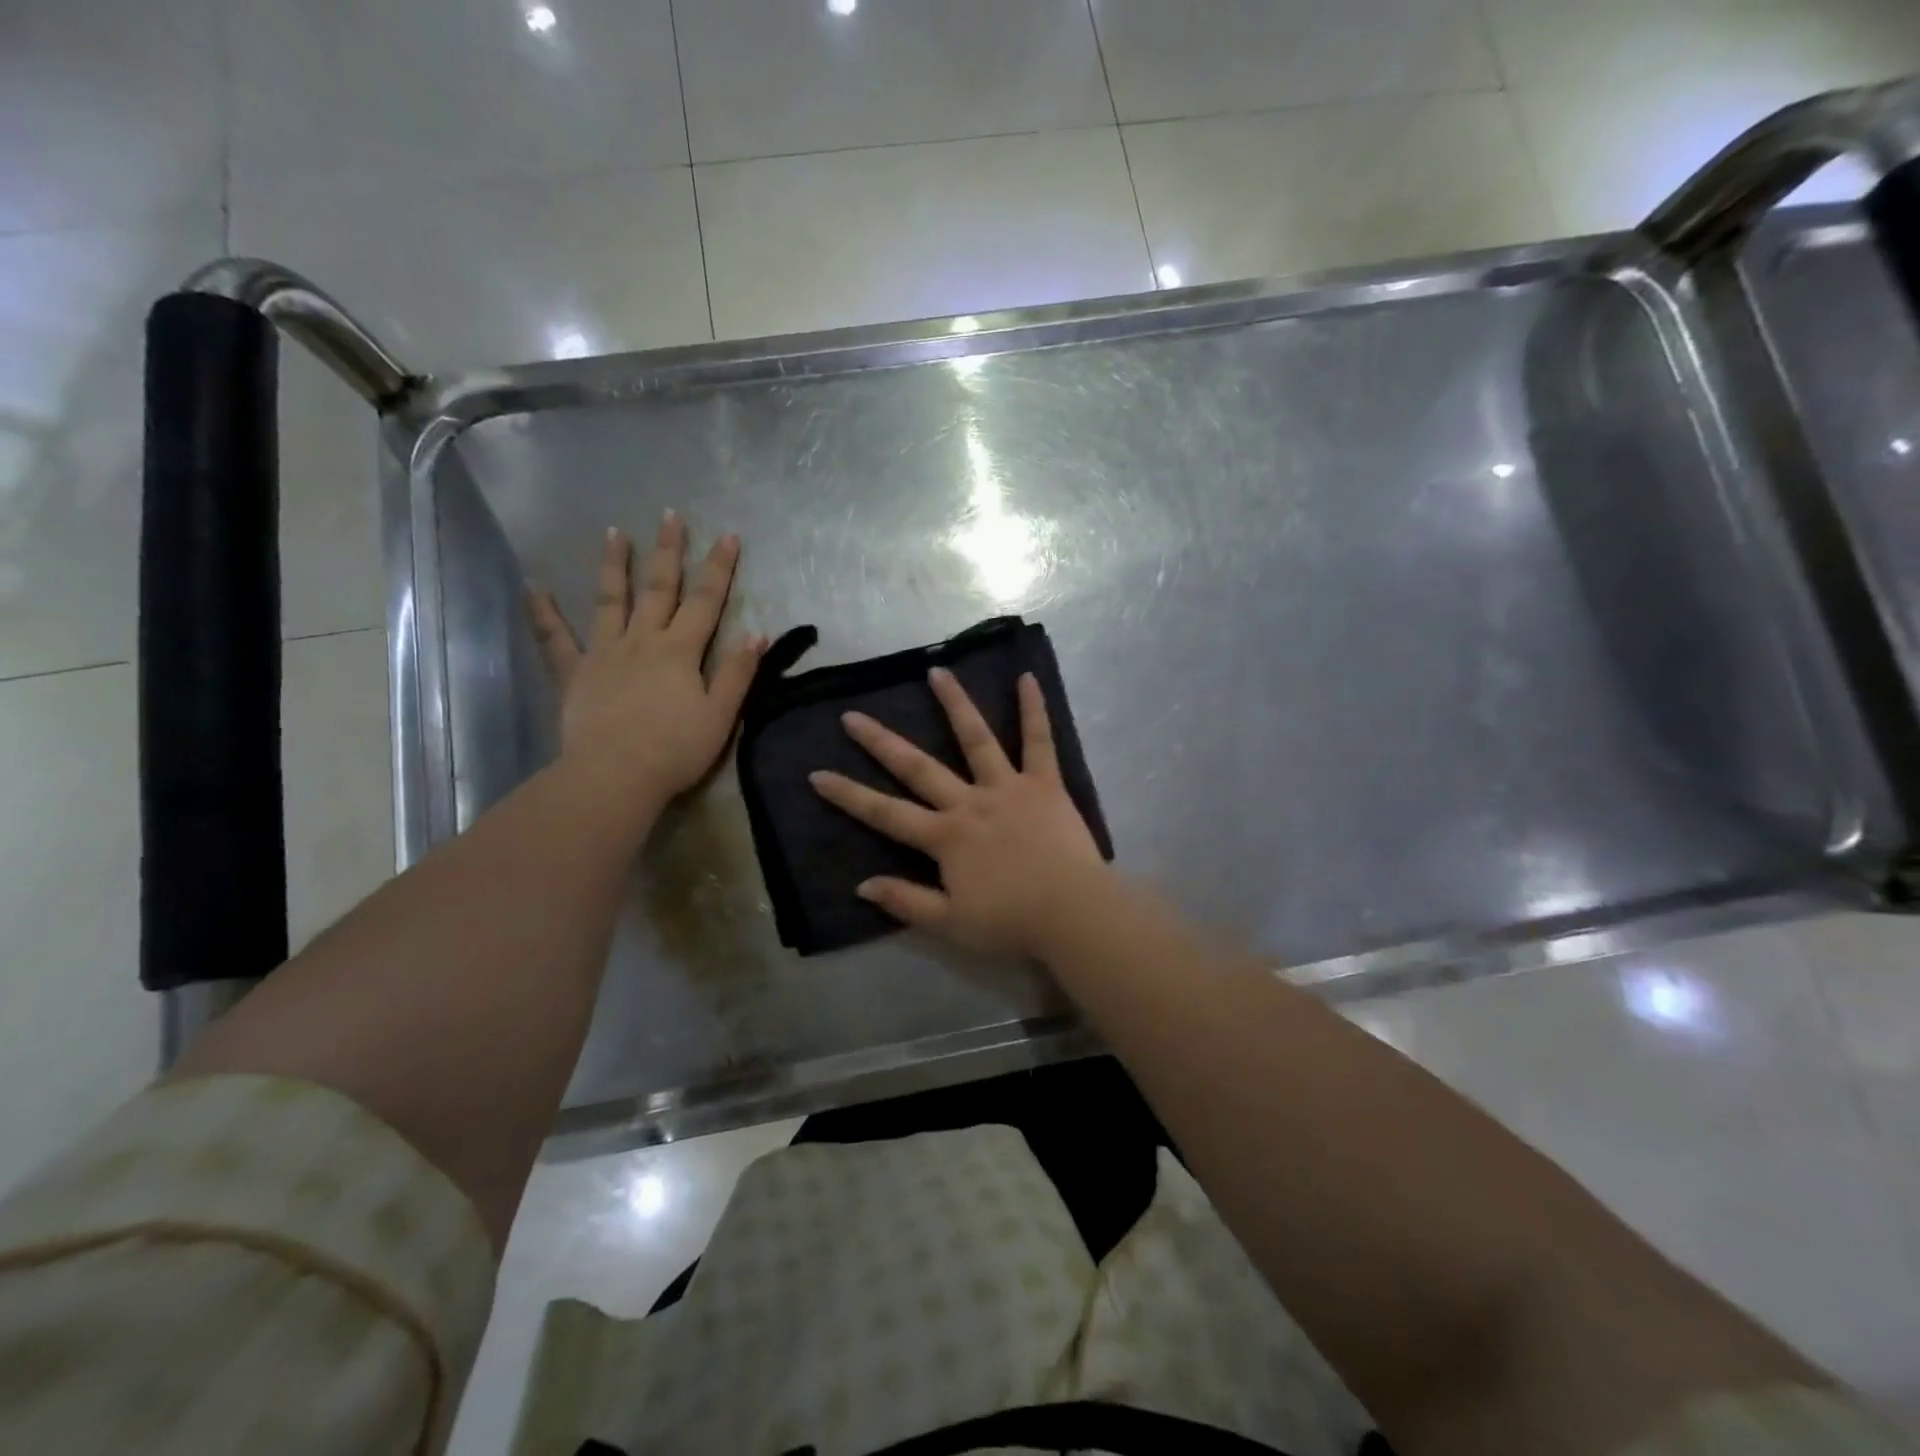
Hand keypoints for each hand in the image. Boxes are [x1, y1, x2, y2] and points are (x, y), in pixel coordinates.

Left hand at [526, 514, 764, 806]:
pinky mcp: (574, 674)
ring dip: (615, 566)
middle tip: (671, 515)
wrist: (615, 776)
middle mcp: (642, 641)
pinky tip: (533, 587)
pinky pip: (555, 639)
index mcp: (680, 651)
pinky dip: (543, 612)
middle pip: (658, 589)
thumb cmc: (675, 749)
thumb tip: (757, 633)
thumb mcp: (721, 715)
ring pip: (610, 601)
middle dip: (668, 551)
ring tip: (614, 532)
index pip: (705, 601)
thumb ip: (738, 672)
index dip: (719, 568)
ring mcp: (604, 654)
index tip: (729, 536)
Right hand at [809, 667, 1111, 957]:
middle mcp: (969, 802)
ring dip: (955, 703)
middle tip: (852, 716)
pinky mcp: (1044, 783)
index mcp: (945, 837)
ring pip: (976, 738)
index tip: (818, 773)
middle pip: (918, 767)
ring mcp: (1007, 787)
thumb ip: (906, 901)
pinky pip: (1039, 741)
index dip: (849, 795)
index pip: (885, 813)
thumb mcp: (950, 923)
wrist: (1072, 913)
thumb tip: (861, 885)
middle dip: (881, 743)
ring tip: (936, 672)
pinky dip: (1034, 709)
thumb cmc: (1011, 922)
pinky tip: (1027, 677)